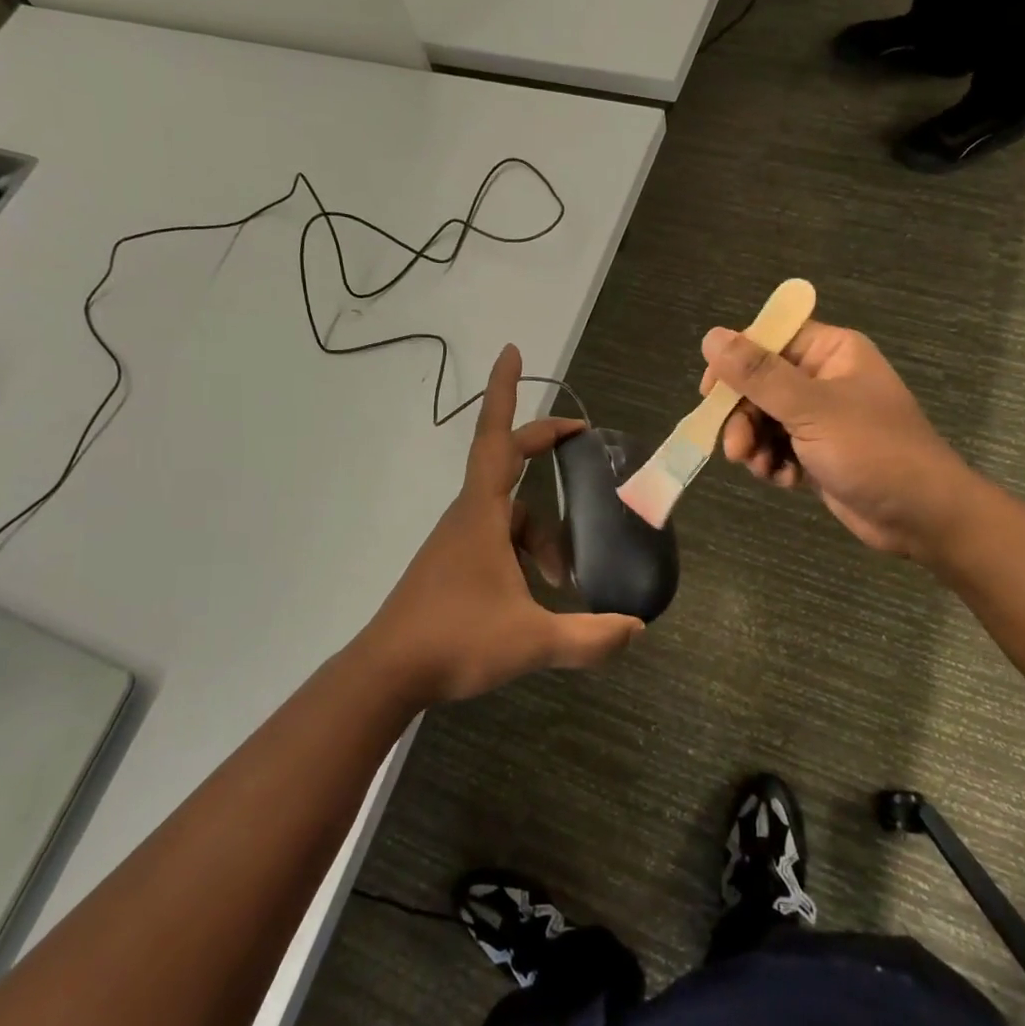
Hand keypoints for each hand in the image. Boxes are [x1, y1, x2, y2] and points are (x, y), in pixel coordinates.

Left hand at [363, 345, 644, 705]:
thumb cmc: (456, 641)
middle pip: (510, 470)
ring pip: (509, 517)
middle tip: (581, 446)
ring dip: (542, 537)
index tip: (512, 352)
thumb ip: (590, 636)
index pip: (497, 437)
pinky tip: (538, 597)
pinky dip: (523, 555)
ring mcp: (456, 542)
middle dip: (545, 453)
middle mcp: (467, 516)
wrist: (387, 674)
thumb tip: (637, 629)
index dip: (505, 392)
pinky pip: (496, 541)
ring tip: (567, 583)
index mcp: (482, 513)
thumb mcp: (533, 640)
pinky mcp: (451, 566)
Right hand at [699, 321, 979, 562]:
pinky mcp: (817, 451)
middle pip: (758, 384)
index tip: (710, 394)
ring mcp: (820, 417)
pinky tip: (784, 480)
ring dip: (755, 445)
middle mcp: (823, 378)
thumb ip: (758, 374)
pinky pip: (777, 447)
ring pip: (762, 419)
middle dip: (743, 418)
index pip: (767, 339)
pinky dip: (773, 463)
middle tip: (736, 450)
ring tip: (763, 469)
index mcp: (830, 352)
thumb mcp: (811, 409)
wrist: (922, 517)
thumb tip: (711, 337)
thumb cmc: (873, 451)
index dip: (734, 363)